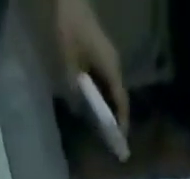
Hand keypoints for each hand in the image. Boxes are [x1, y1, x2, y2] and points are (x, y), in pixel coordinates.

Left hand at [56, 0, 128, 130]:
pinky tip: (93, 102)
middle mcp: (114, 65)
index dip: (121, 123)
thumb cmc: (69, 27)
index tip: (120, 141)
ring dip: (108, 105)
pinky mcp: (101, 52)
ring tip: (100, 123)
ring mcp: (108, 57)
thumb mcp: (68, 61)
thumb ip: (74, 88)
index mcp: (112, 69)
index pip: (122, 102)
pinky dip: (102, 93)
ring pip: (112, 88)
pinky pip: (105, 79)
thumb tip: (77, 110)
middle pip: (118, 97)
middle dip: (115, 117)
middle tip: (109, 137)